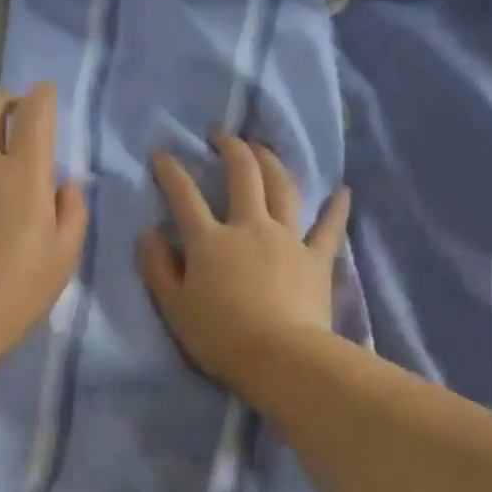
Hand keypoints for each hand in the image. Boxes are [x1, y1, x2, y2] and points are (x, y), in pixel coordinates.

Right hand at [137, 134, 349, 389]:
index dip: (171, 172)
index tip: (162, 153)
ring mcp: (287, 239)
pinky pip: (328, 228)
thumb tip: (148, 234)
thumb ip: (157, 266)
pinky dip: (336, 209)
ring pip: (283, 189)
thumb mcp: (173, 305)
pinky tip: (343, 192)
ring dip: (272, 162)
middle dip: (231, 149)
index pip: (184, 196)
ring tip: (263, 148)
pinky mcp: (316, 259)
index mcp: (210, 240)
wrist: (279, 356)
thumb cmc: (219, 335)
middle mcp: (249, 227)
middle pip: (243, 176)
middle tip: (222, 134)